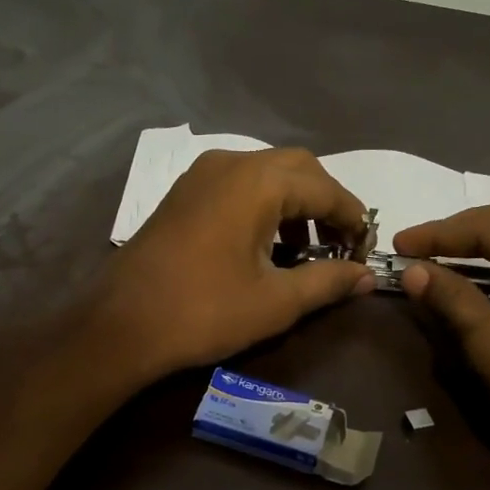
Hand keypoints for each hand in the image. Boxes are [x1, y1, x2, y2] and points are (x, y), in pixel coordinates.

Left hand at [93, 147, 373, 383]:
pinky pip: (237, 185)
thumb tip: (367, 276)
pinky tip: (266, 246)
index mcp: (258, 182)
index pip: (325, 188)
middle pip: (297, 169)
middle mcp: (230, 163)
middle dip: (325, 203)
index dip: (353, 217)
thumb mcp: (276, 302)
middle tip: (340, 245)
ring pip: (266, 174)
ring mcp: (201, 175)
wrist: (122, 325)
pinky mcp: (183, 194)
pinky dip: (263, 206)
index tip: (367, 248)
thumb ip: (328, 282)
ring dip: (294, 205)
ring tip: (306, 252)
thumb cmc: (204, 312)